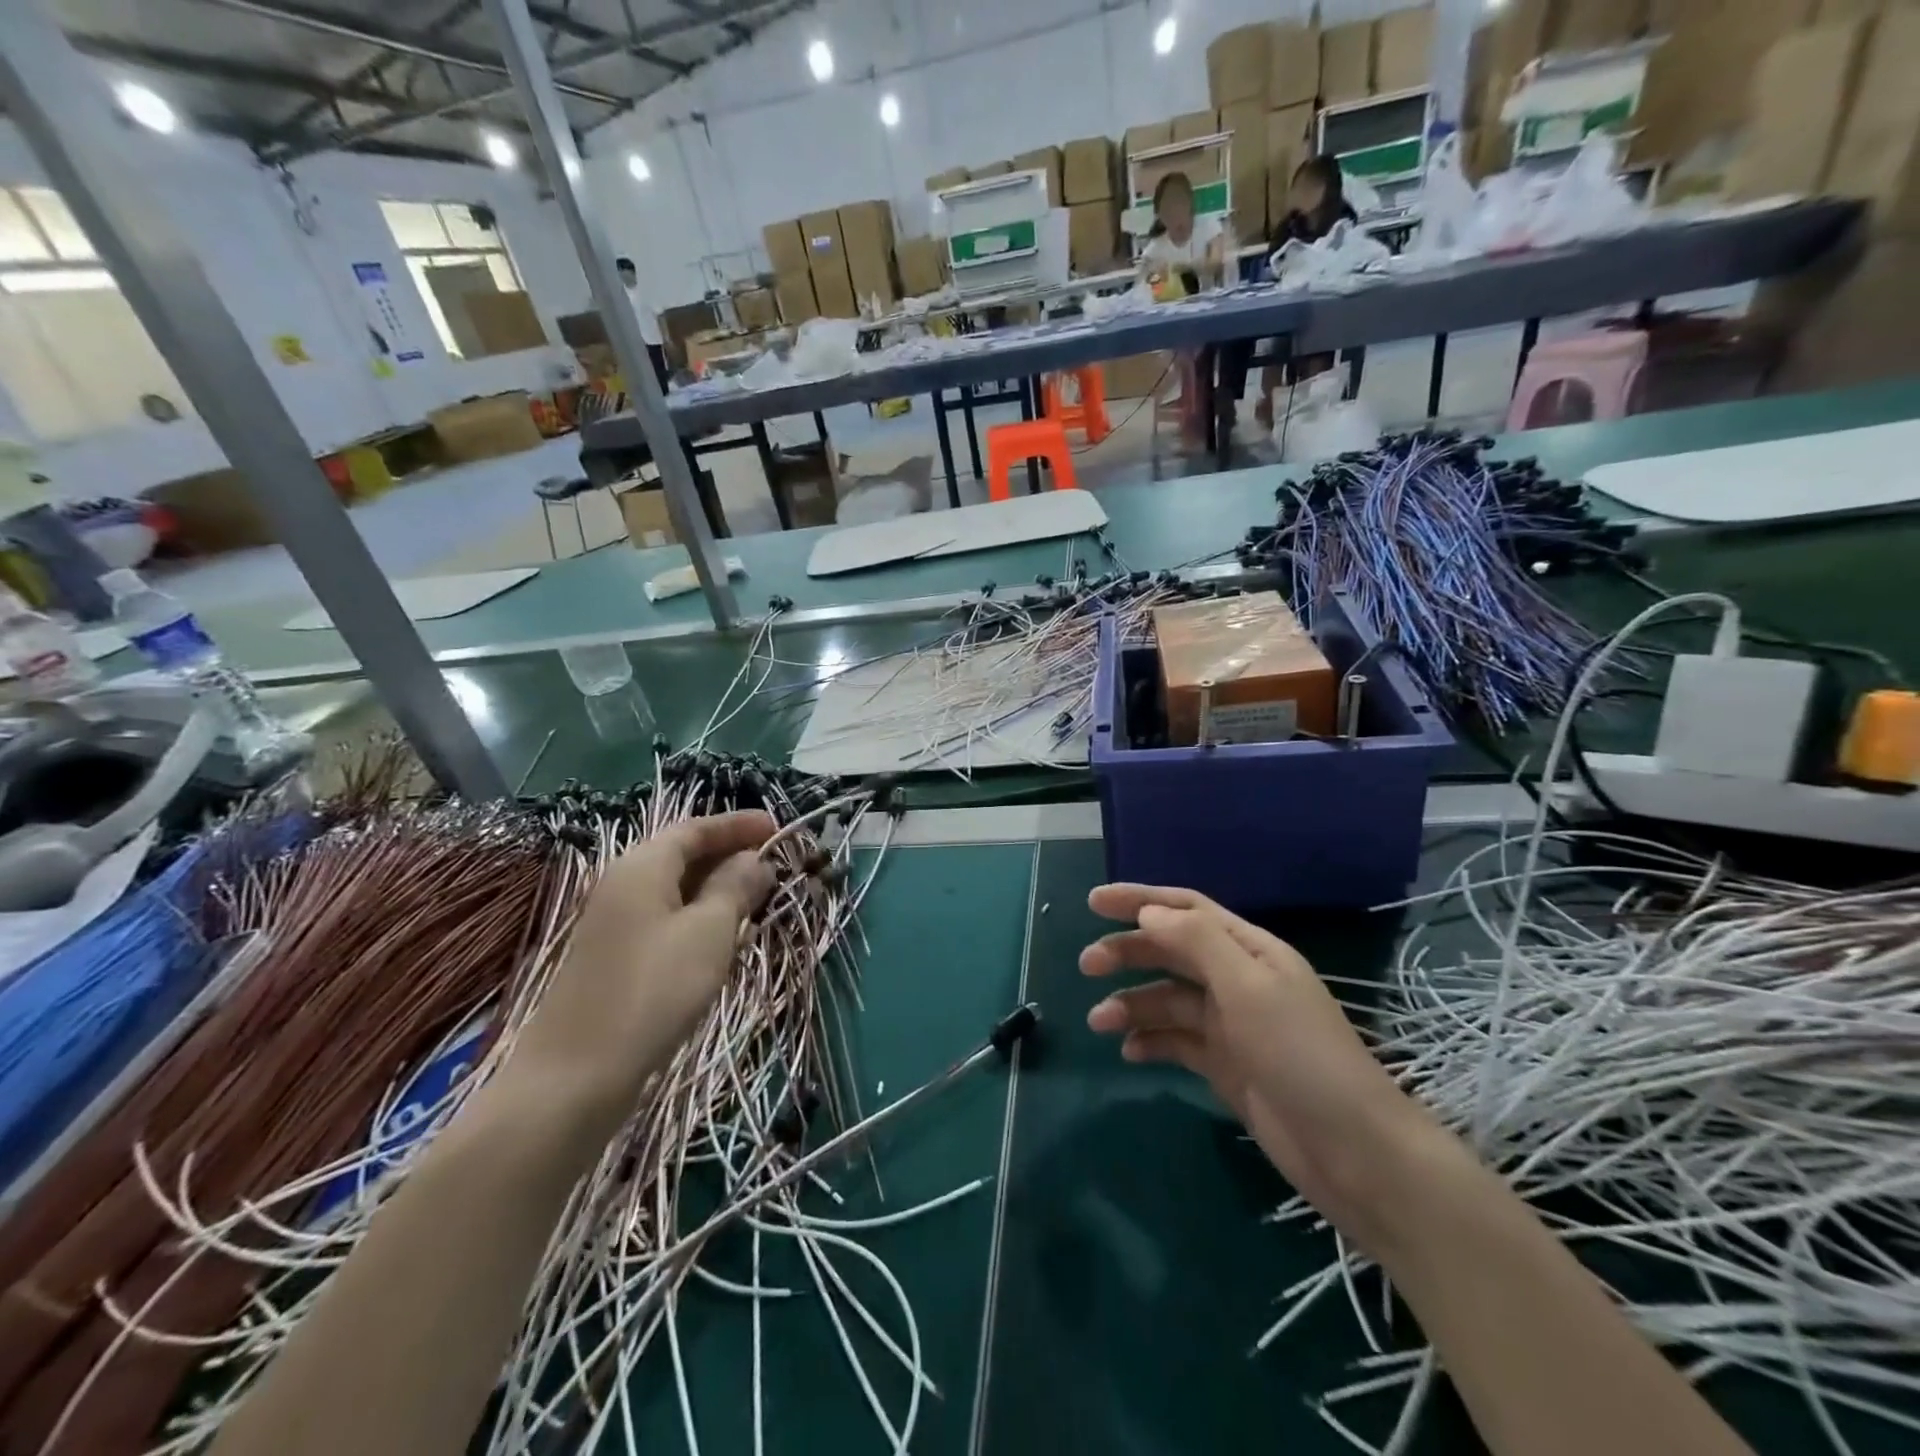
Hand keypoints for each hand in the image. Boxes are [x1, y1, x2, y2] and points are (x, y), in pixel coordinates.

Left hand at [507, 812, 775, 1130]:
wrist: (576, 1076)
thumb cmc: (652, 990)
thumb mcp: (708, 931)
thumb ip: (735, 887)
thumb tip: (756, 860)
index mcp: (642, 866)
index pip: (695, 828)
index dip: (738, 824)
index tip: (779, 827)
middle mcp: (624, 885)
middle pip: (684, 855)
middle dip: (731, 855)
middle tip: (777, 865)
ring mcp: (617, 924)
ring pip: (677, 890)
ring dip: (719, 888)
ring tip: (761, 898)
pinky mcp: (618, 958)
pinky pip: (668, 919)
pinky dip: (701, 917)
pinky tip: (726, 938)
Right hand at [1081, 883, 1452, 1255]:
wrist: (1354, 1152)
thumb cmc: (1301, 1055)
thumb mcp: (1248, 987)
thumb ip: (1197, 942)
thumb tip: (1148, 911)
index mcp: (1250, 951)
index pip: (1187, 910)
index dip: (1140, 899)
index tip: (1093, 902)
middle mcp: (1238, 980)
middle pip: (1172, 952)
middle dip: (1128, 952)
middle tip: (1086, 965)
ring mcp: (1231, 1025)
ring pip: (1168, 1000)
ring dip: (1132, 1003)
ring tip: (1098, 1021)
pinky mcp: (1226, 1066)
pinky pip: (1177, 1042)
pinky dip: (1150, 1041)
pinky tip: (1128, 1052)